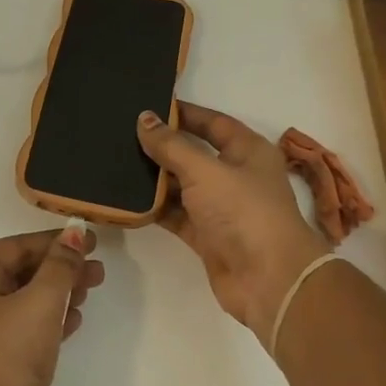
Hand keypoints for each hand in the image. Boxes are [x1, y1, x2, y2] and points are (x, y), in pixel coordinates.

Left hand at [0, 226, 103, 385]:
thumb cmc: (6, 357)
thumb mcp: (40, 303)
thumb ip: (60, 265)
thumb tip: (74, 233)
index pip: (15, 246)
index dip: (55, 242)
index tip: (90, 240)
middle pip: (18, 272)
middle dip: (59, 270)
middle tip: (98, 271)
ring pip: (22, 302)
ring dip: (57, 295)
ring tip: (91, 292)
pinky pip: (21, 330)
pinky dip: (47, 322)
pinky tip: (73, 322)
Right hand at [138, 103, 331, 344]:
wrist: (268, 279)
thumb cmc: (243, 212)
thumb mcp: (204, 171)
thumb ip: (171, 145)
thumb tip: (145, 118)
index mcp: (247, 151)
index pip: (212, 122)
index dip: (183, 113)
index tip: (149, 106)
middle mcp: (235, 175)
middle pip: (194, 154)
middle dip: (162, 146)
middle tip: (123, 135)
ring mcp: (221, 207)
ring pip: (182, 186)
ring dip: (155, 179)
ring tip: (117, 163)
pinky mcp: (207, 235)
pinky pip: (176, 215)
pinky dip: (155, 209)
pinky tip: (127, 200)